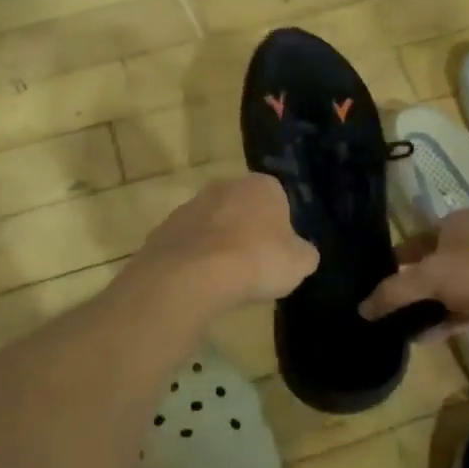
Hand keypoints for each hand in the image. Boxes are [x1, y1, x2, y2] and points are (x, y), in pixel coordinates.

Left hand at [130, 174, 318, 309]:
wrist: (193, 274)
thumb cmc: (256, 260)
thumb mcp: (299, 263)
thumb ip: (303, 253)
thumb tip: (300, 253)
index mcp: (263, 185)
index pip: (278, 200)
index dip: (280, 228)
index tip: (278, 254)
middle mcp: (226, 185)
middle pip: (243, 208)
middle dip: (248, 231)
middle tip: (254, 266)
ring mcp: (191, 204)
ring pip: (213, 224)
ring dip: (219, 244)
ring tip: (225, 279)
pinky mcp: (165, 227)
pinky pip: (188, 244)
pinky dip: (195, 259)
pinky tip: (200, 282)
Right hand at [359, 209, 468, 344]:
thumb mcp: (430, 277)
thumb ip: (394, 292)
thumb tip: (361, 309)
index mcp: (457, 223)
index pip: (417, 237)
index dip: (396, 256)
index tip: (375, 277)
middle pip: (431, 264)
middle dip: (409, 285)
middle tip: (384, 304)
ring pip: (447, 290)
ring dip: (425, 306)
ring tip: (398, 325)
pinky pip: (461, 311)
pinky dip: (443, 322)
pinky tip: (420, 338)